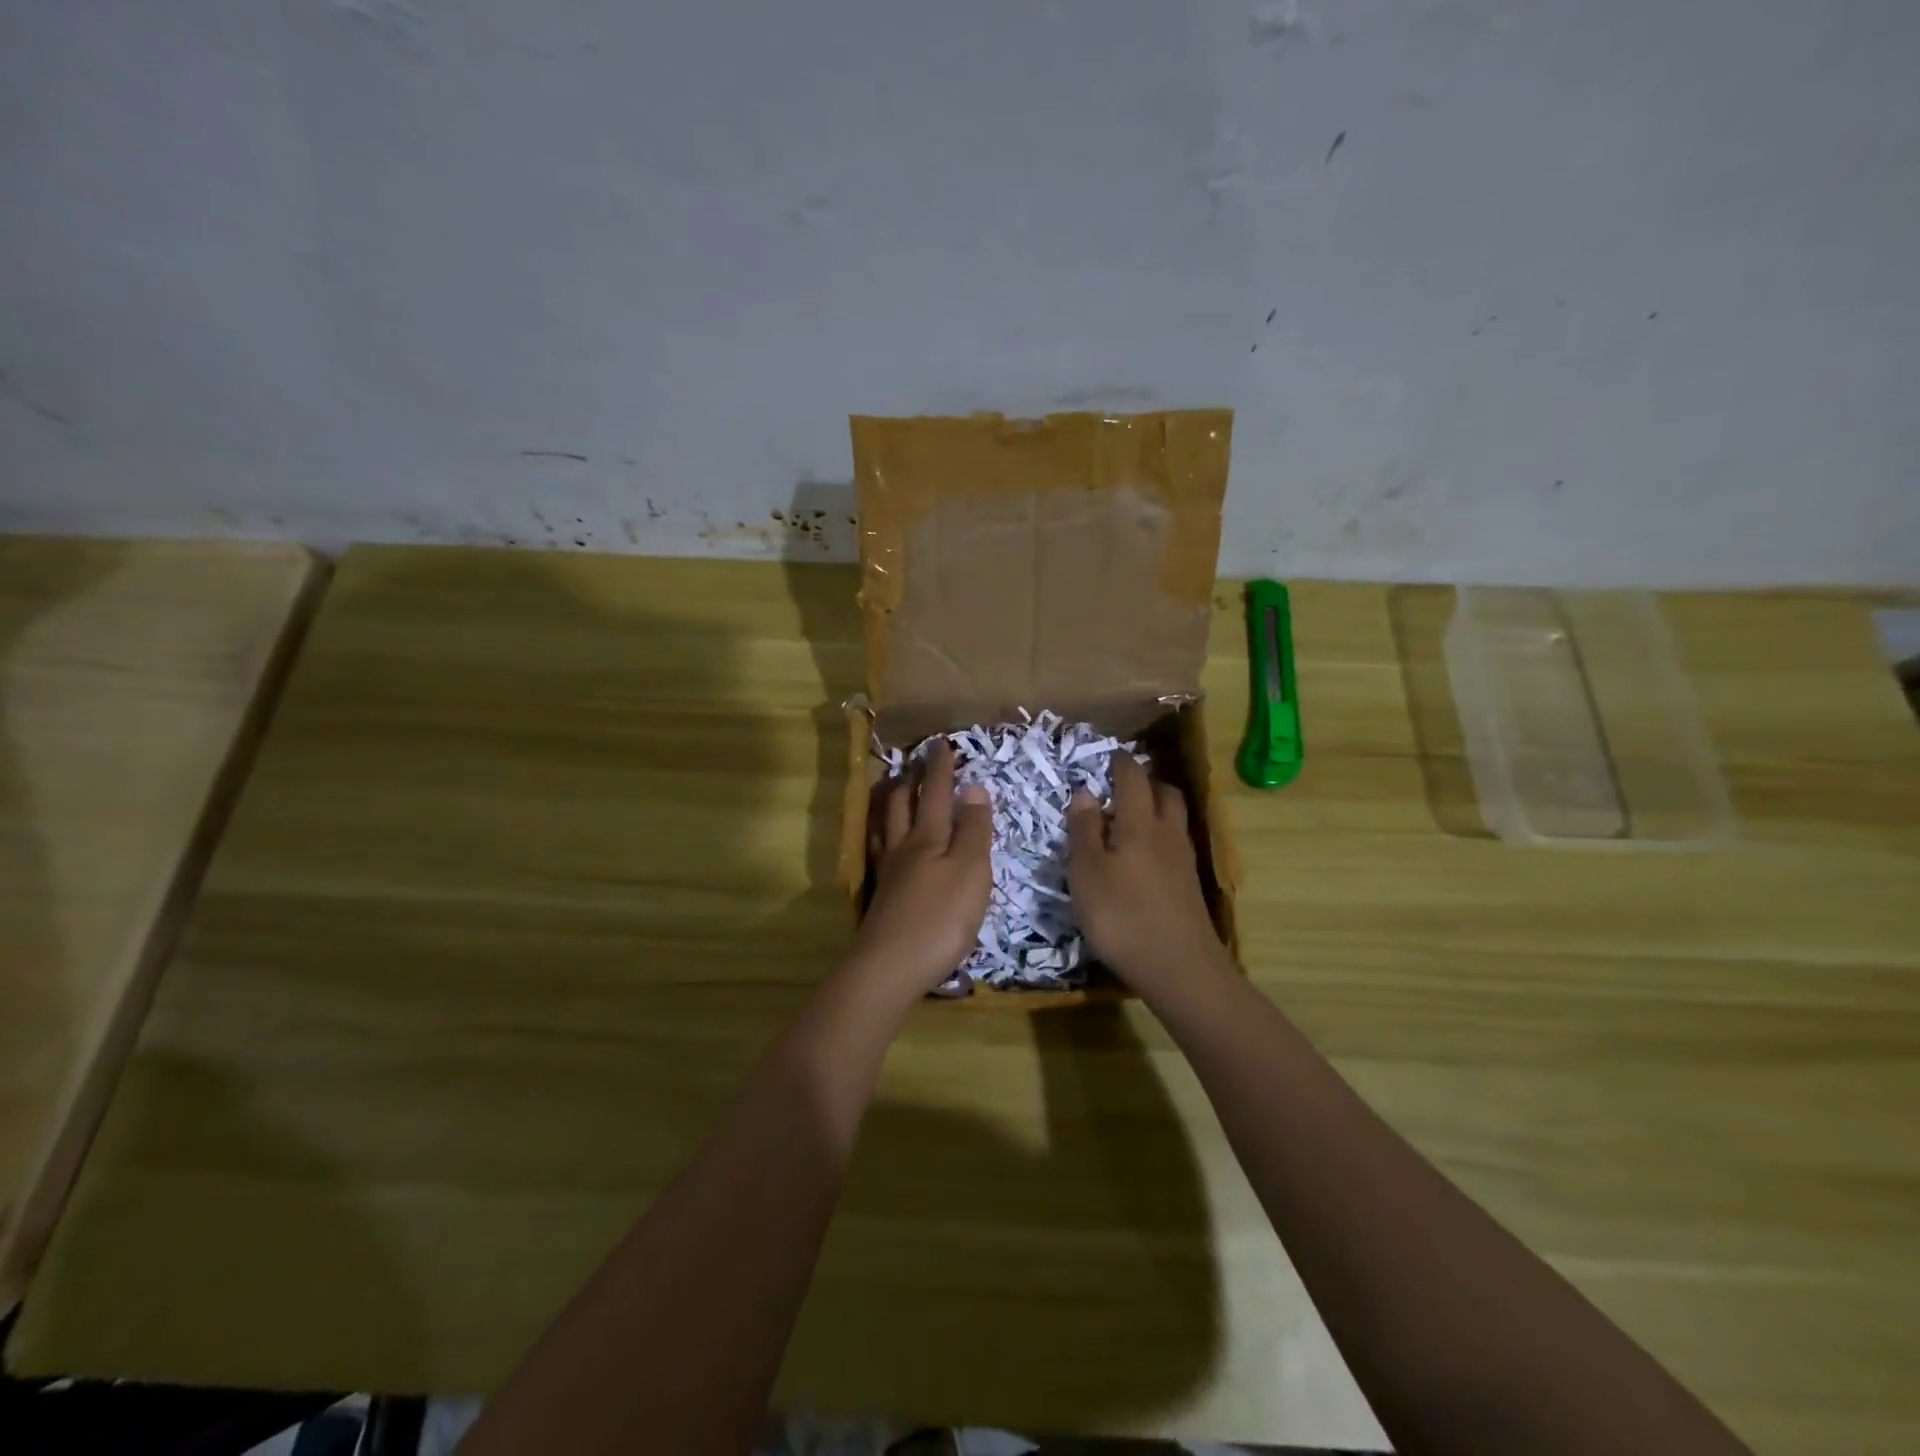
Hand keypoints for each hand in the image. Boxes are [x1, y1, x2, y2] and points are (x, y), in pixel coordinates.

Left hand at [845, 742, 992, 1001]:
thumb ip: (973, 830)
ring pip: (884, 825)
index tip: (941, 743)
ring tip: (893, 789)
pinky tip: (883, 842)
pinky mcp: (881, 897)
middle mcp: (903, 847)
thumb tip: (973, 788)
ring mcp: (888, 873)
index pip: (936, 792)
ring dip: (890, 802)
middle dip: (911, 779)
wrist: (890, 967)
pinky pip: (878, 850)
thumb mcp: (971, 871)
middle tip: (915, 762)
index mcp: (929, 837)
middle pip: (902, 804)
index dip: (941, 768)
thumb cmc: (940, 917)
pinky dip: (881, 833)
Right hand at [1067, 754, 1228, 993]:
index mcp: (1139, 823)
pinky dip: (1161, 837)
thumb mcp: (1087, 872)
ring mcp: (1183, 860)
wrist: (1179, 968)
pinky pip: (1176, 844)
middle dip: (1147, 781)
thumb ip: (1084, 831)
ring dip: (1158, 808)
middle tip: (1124, 784)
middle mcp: (1167, 833)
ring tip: (1133, 817)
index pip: (1132, 779)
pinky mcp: (1189, 886)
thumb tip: (1085, 792)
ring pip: (1174, 819)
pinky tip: (1146, 856)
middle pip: (1165, 793)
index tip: (1110, 755)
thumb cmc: (1121, 916)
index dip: (1121, 763)